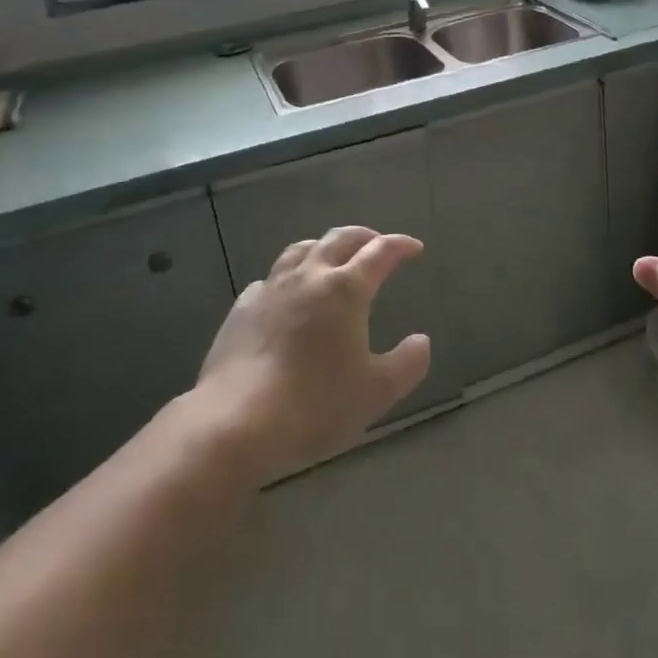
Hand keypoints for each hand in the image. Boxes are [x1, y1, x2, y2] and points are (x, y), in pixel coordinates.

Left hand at [194, 227, 430, 482]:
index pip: (380, 252)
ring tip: (332, 257)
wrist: (236, 421)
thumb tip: (421, 341)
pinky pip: (269, 280)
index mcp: (346, 289)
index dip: (400, 245)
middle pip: (339, 239)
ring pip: (301, 250)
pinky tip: (286, 296)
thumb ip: (407, 363)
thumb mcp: (377, 391)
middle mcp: (309, 277)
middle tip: (377, 243)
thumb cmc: (316, 404)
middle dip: (364, 236)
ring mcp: (271, 289)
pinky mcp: (241, 309)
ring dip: (323, 247)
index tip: (414, 248)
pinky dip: (287, 278)